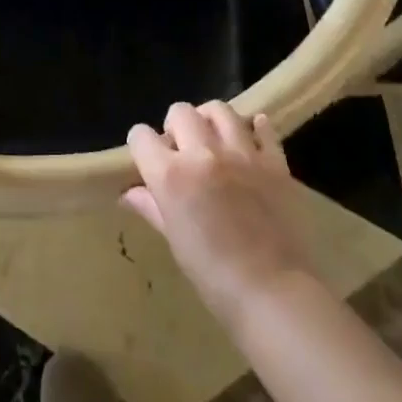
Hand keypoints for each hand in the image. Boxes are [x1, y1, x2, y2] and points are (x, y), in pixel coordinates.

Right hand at [125, 102, 317, 330]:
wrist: (273, 292)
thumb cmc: (213, 275)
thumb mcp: (175, 240)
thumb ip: (152, 207)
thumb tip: (129, 193)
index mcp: (171, 175)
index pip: (141, 136)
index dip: (141, 145)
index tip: (147, 158)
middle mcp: (203, 153)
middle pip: (180, 112)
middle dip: (174, 126)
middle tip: (182, 150)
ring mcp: (241, 153)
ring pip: (219, 109)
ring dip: (210, 119)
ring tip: (213, 139)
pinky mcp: (273, 161)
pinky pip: (262, 126)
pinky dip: (254, 128)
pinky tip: (250, 141)